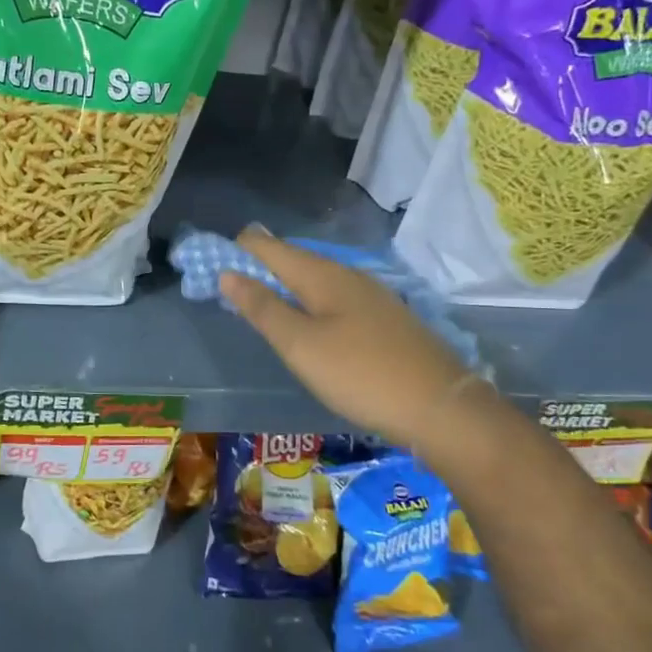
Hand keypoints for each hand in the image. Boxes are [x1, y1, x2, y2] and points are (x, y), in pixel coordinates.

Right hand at [219, 228, 484, 449]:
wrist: (440, 406)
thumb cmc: (360, 374)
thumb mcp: (300, 345)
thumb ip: (262, 308)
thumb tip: (227, 272)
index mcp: (321, 274)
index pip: (268, 246)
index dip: (237, 249)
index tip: (210, 264)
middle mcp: (347, 274)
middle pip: (293, 258)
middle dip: (260, 266)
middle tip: (230, 287)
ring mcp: (372, 295)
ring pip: (316, 278)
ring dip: (285, 284)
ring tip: (263, 303)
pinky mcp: (385, 318)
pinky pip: (335, 296)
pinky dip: (310, 300)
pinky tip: (310, 322)